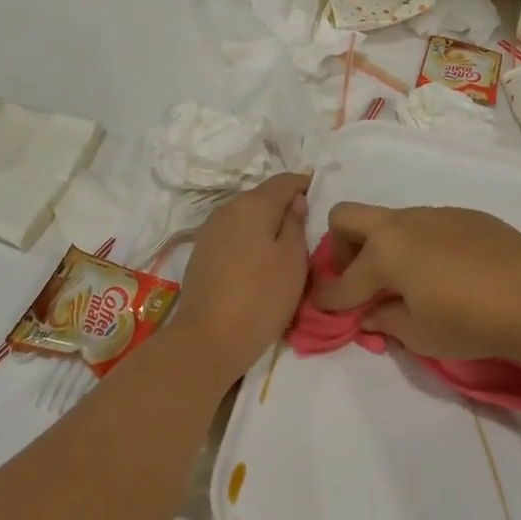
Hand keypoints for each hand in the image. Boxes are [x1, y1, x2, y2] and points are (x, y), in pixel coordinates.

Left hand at [170, 173, 310, 377]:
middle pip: (262, 197)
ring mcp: (210, 230)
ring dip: (264, 224)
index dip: (303, 184)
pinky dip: (248, 240)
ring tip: (283, 248)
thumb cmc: (261, 297)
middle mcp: (228, 209)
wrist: (207, 339)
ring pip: (245, 216)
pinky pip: (232, 234)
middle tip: (305, 228)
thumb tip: (294, 202)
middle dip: (283, 206)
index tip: (319, 195)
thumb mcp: (293, 260)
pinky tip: (257, 262)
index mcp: (253, 204)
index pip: (284, 181)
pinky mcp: (201, 252)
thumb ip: (296, 223)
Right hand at [312, 203, 520, 368]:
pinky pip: (426, 224)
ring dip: (384, 245)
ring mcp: (433, 214)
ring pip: (390, 220)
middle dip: (341, 247)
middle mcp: (401, 225)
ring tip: (407, 280)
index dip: (327, 299)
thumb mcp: (420, 334)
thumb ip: (386, 320)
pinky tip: (446, 271)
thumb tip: (371, 313)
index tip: (321, 308)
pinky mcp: (462, 215)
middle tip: (360, 279)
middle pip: (347, 217)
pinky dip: (419, 244)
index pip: (341, 280)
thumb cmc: (470, 320)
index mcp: (383, 253)